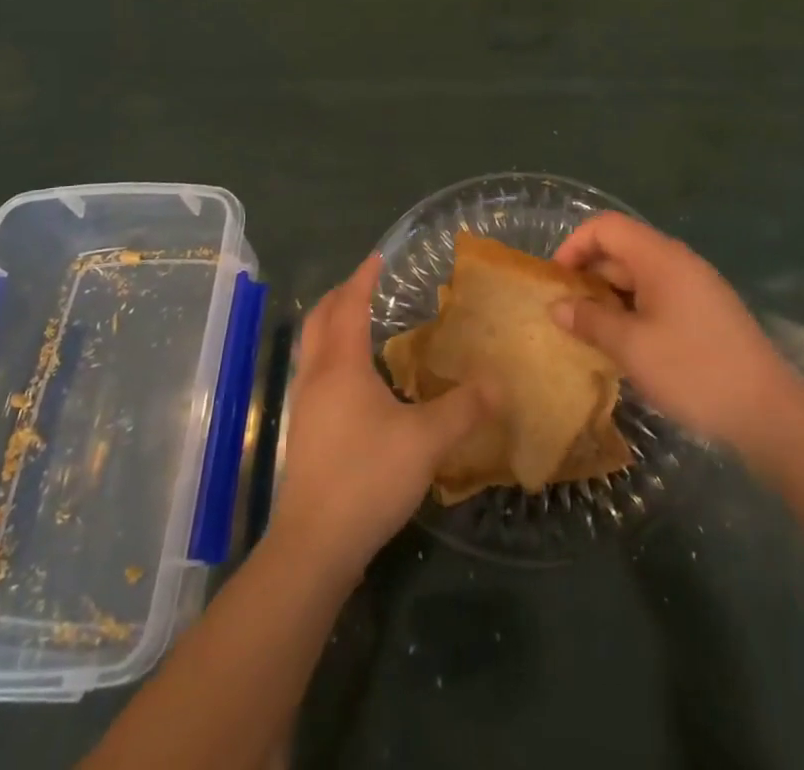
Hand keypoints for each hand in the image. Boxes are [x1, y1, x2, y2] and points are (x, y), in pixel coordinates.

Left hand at [270, 255, 489, 582]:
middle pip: (320, 319)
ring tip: (362, 324)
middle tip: (366, 284)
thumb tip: (498, 383)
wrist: (314, 545)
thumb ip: (464, 408)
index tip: (377, 257)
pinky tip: (357, 380)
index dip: (363, 279)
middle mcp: (317, 376)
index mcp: (342, 365)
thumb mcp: (426, 440)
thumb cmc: (368, 477)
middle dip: (341, 295)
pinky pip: (316, 373)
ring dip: (333, 325)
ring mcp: (305, 406)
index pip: (349, 306)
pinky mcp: (305, 433)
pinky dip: (333, 355)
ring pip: (313, 347)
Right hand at [551, 213, 803, 452]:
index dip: (573, 245)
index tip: (556, 282)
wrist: (771, 415)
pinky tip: (625, 346)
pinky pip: (657, 297)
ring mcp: (695, 287)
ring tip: (589, 333)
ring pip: (639, 277)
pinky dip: (633, 311)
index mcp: (660, 257)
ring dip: (609, 298)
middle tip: (566, 314)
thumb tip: (557, 306)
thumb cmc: (694, 371)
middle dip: (588, 276)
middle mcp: (678, 262)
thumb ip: (590, 321)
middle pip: (621, 249)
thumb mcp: (632, 348)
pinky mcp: (705, 312)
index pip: (605, 227)